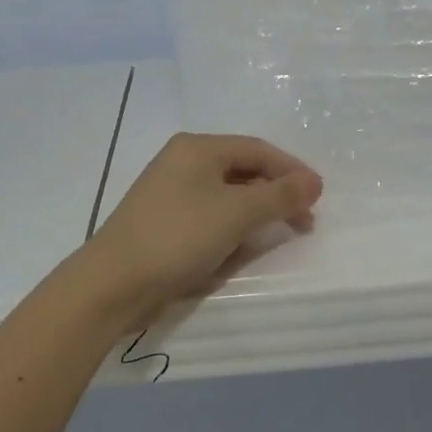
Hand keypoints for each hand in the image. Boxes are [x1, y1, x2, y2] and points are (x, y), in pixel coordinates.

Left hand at [75, 134, 323, 326]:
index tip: (318, 197)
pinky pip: (209, 215)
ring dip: (254, 213)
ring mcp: (170, 191)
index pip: (257, 150)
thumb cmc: (178, 237)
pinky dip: (230, 227)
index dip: (292, 171)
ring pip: (226, 195)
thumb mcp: (236, 214)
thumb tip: (314, 182)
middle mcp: (182, 161)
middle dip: (275, 195)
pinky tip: (239, 247)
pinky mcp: (164, 220)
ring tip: (275, 235)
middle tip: (303, 222)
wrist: (113, 283)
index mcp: (197, 148)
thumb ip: (279, 196)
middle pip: (242, 170)